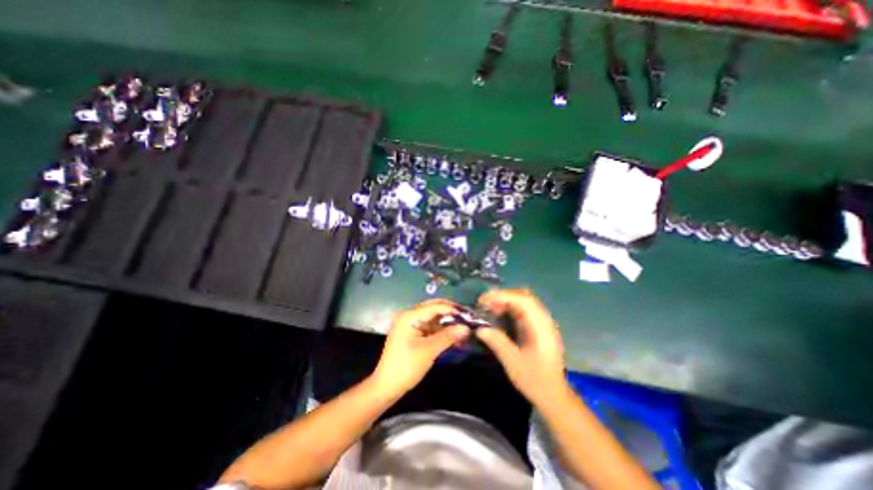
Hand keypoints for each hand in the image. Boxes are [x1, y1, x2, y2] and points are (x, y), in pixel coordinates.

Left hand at [373, 298, 473, 398]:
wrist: (386, 386)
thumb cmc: (406, 367)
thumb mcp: (429, 351)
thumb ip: (448, 336)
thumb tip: (466, 328)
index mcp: (410, 316)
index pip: (435, 306)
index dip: (452, 309)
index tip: (469, 315)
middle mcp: (409, 315)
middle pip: (434, 308)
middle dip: (451, 313)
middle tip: (468, 319)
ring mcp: (410, 323)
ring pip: (434, 317)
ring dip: (448, 322)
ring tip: (464, 327)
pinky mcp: (413, 332)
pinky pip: (430, 326)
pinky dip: (441, 330)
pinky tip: (453, 335)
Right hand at [475, 288, 570, 407]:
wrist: (554, 395)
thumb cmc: (535, 380)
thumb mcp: (513, 363)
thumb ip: (497, 343)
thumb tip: (479, 328)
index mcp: (541, 327)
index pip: (523, 300)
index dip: (502, 296)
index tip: (484, 300)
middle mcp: (544, 320)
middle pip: (524, 297)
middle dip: (503, 296)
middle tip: (485, 305)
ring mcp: (542, 322)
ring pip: (523, 302)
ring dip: (505, 301)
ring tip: (490, 309)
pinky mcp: (538, 327)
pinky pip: (523, 310)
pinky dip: (509, 308)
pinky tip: (499, 315)